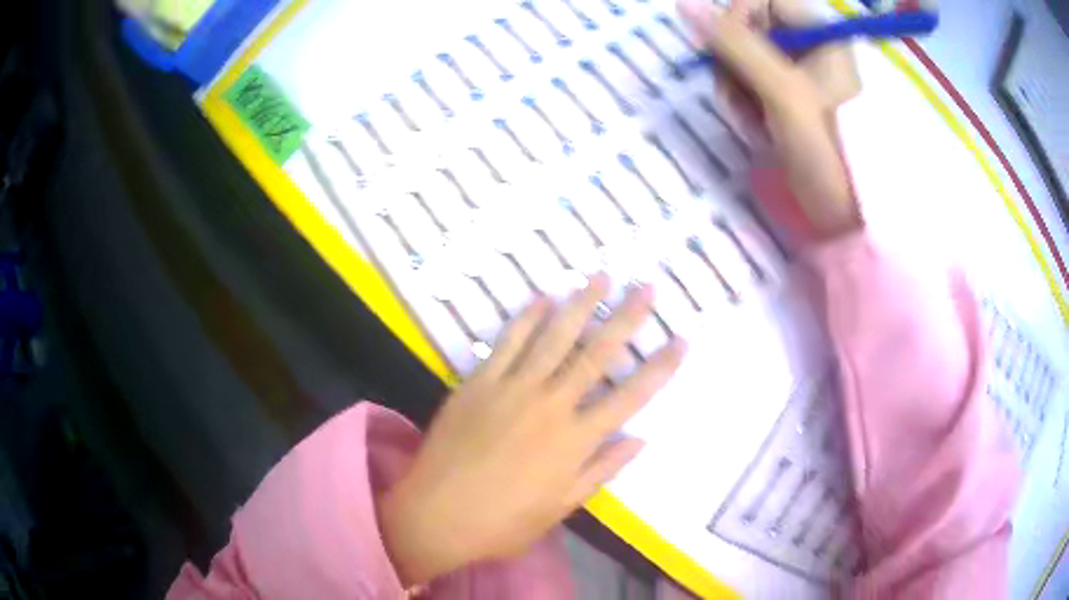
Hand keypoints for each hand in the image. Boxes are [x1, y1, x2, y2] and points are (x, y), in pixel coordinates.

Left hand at [379, 275, 686, 586]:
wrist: (436, 513)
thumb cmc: (503, 522)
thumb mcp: (560, 507)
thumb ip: (601, 470)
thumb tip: (639, 439)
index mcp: (575, 441)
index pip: (630, 397)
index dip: (660, 368)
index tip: (681, 340)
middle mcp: (551, 406)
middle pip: (597, 354)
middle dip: (626, 318)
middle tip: (647, 287)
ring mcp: (512, 389)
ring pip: (554, 337)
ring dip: (580, 304)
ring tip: (601, 276)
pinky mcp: (479, 383)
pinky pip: (507, 342)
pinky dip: (526, 318)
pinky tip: (543, 297)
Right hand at [680, 0, 862, 239]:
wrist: (853, 215)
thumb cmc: (829, 150)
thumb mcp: (782, 92)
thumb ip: (735, 44)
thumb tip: (686, 5)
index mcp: (819, 36)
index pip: (760, 0)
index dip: (736, 18)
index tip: (728, 51)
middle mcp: (809, 49)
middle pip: (749, 30)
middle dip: (734, 65)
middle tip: (741, 100)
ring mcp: (801, 78)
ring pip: (747, 62)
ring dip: (738, 92)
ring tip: (756, 126)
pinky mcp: (792, 103)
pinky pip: (755, 89)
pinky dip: (749, 109)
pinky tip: (761, 134)